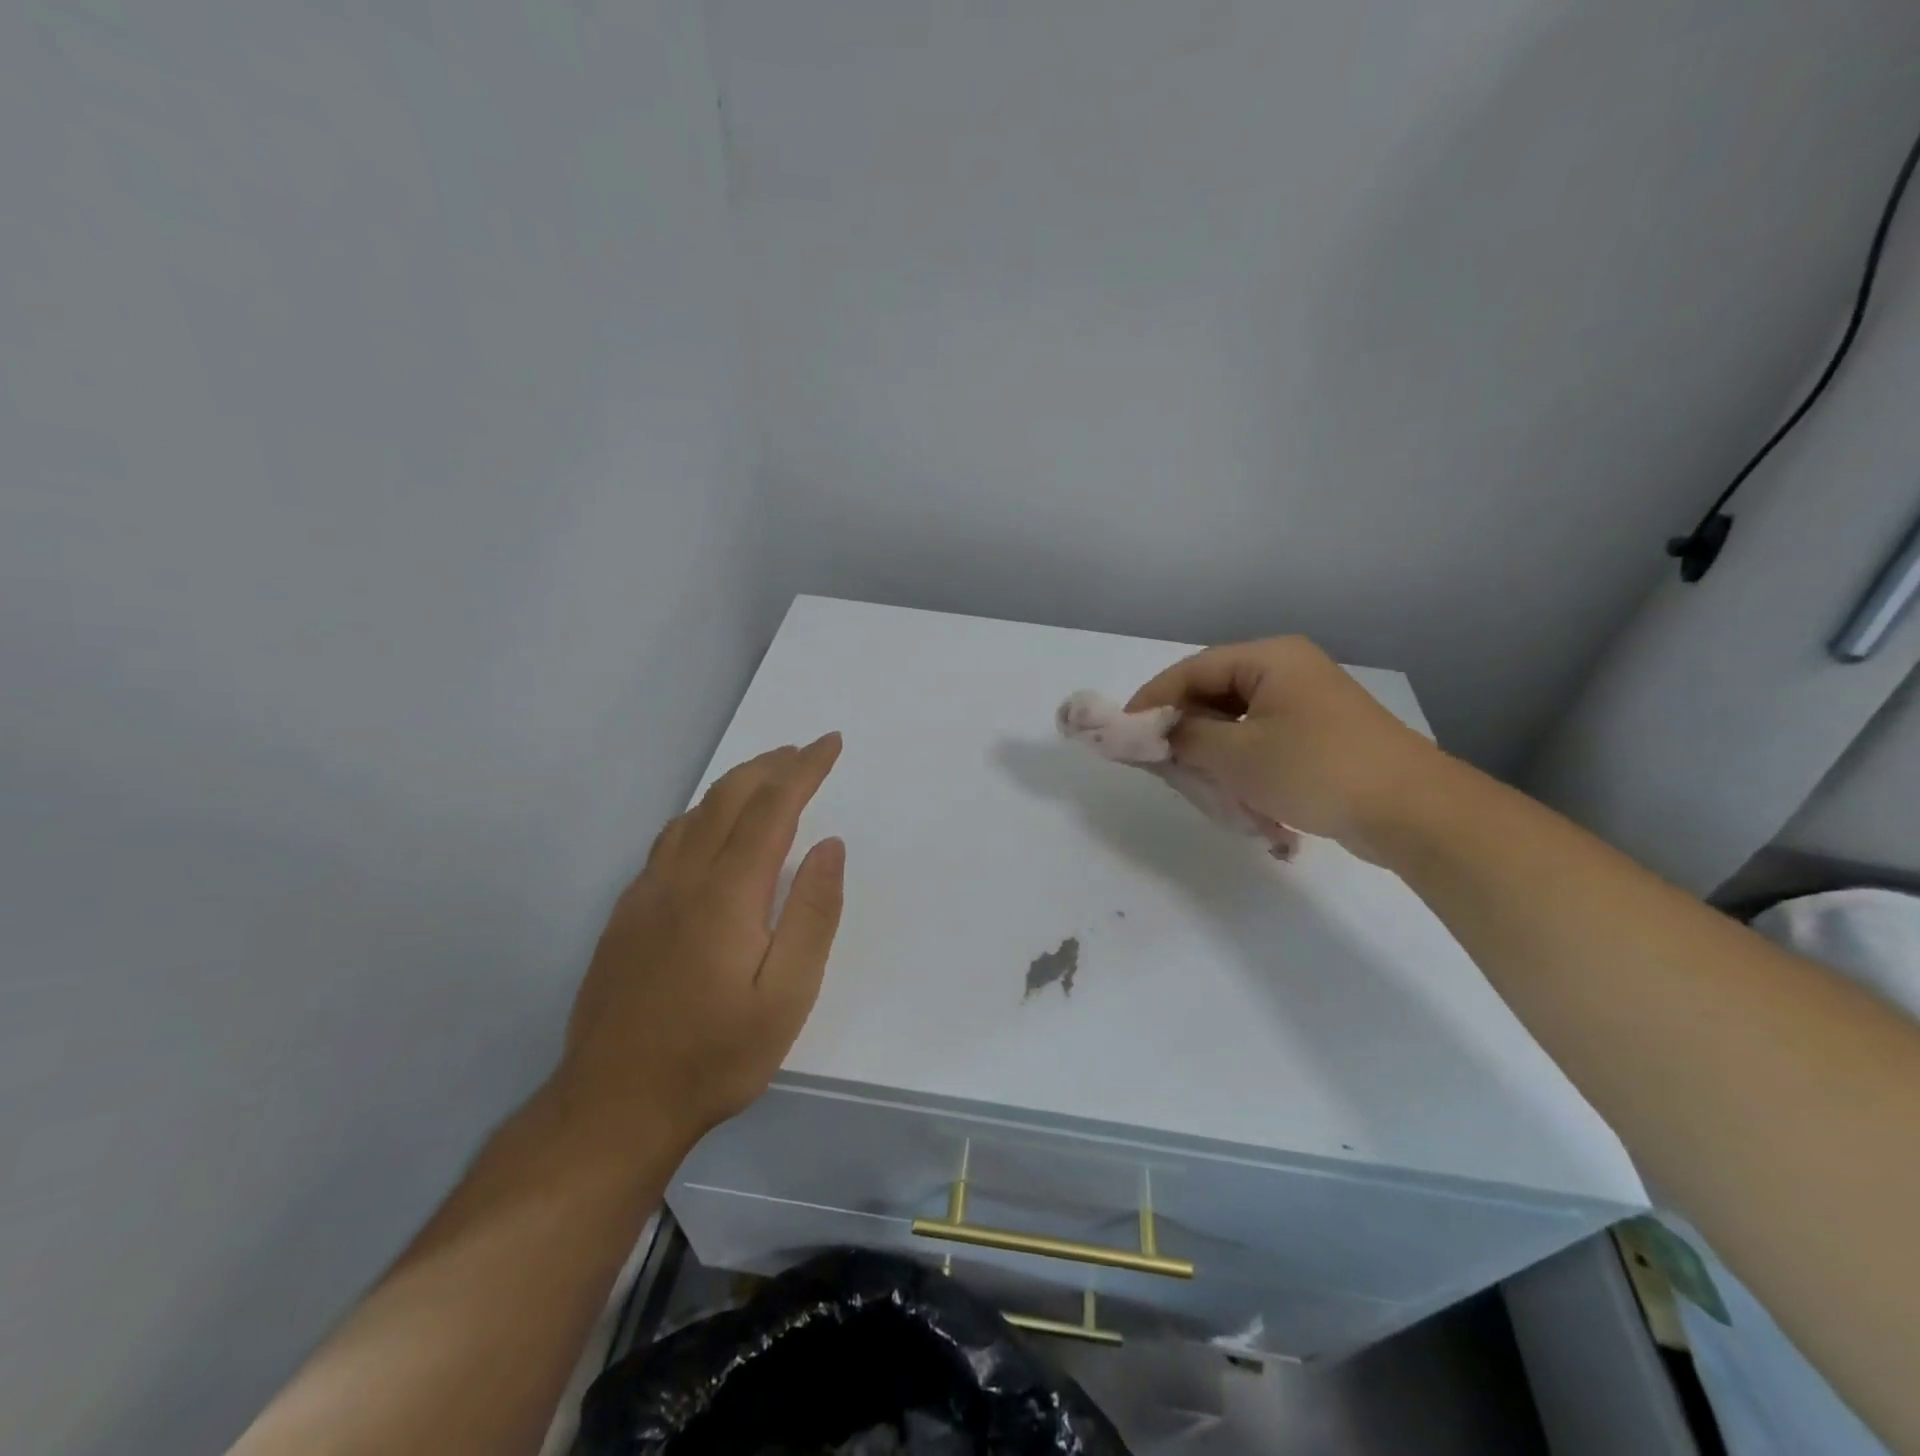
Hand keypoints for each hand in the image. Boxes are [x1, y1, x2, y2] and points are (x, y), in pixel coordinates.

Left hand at [555, 734, 845, 1149]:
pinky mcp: (627, 914)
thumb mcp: (787, 996)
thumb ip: (812, 914)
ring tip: (768, 777)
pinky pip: (669, 841)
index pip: (772, 809)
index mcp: (726, 893)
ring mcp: (647, 894)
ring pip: (694, 814)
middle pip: (728, 798)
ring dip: (735, 785)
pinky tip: (711, 829)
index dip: (804, 770)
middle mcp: (682, 878)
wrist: (614, 1105)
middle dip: (771, 765)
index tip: (829, 744)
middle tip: (805, 751)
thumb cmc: (716, 1055)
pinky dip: (702, 814)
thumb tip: (829, 845)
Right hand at [1127, 637, 1444, 862]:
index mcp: (1269, 659)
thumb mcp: (1237, 756)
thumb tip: (1152, 732)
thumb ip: (1184, 738)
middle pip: (1213, 693)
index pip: (1192, 670)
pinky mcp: (1319, 735)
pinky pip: (1261, 739)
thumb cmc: (1317, 770)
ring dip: (1211, 751)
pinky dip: (1240, 763)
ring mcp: (1307, 703)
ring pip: (1236, 721)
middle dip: (1183, 729)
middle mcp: (1288, 671)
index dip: (1152, 700)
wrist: (1413, 813)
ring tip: (1195, 782)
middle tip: (1156, 762)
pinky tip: (1234, 793)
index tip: (1123, 733)